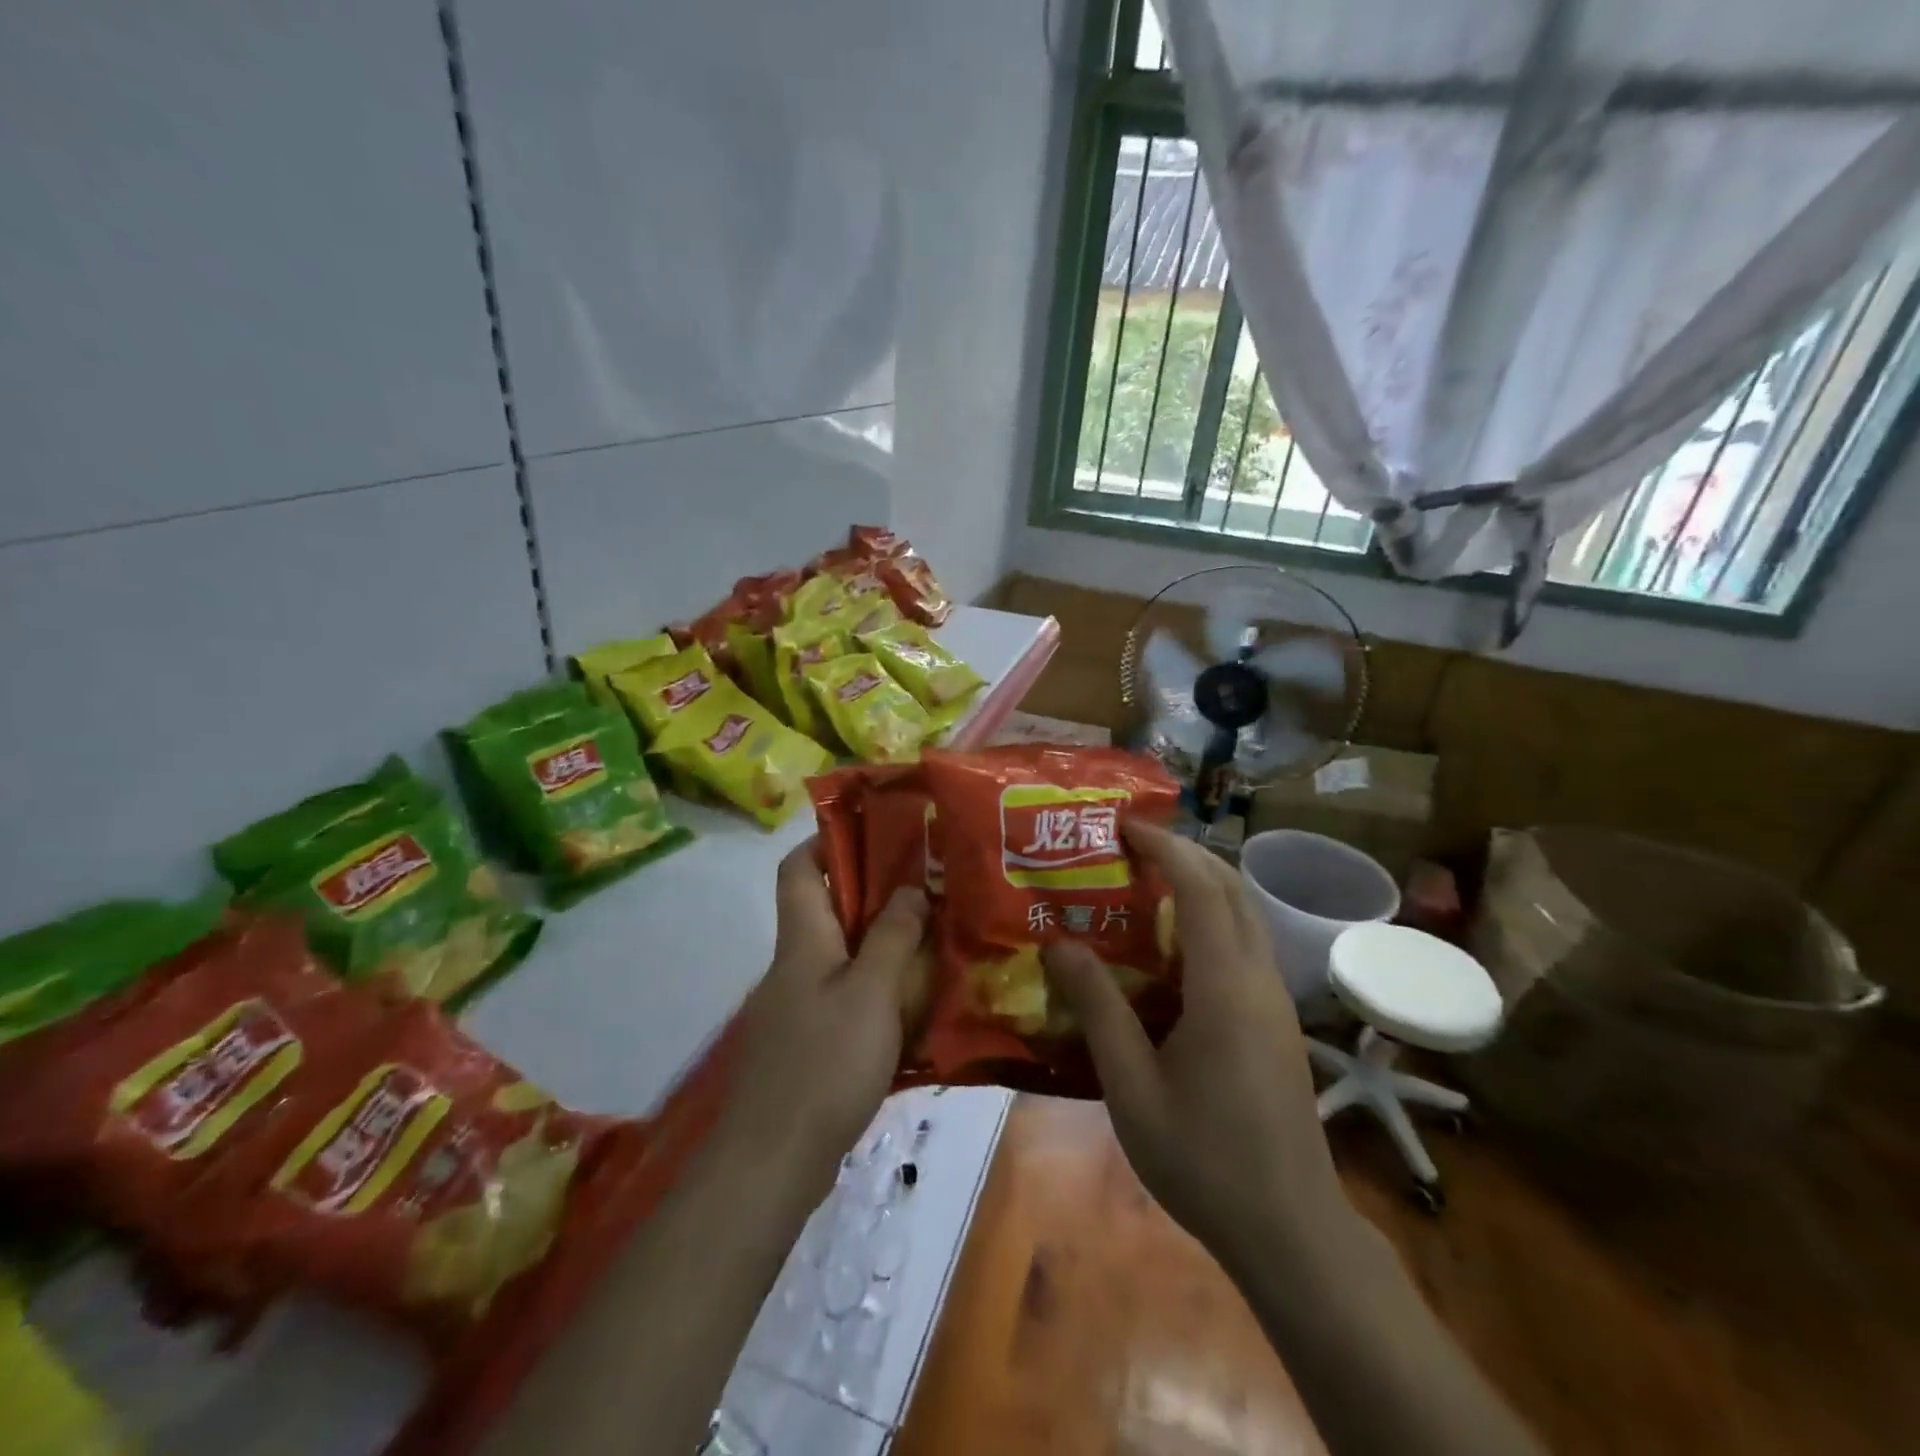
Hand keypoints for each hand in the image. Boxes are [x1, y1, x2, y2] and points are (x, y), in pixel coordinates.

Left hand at [723, 839, 930, 1194]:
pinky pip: (846, 997)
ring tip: (934, 939)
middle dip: (875, 893)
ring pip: (842, 955)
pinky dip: (878, 989)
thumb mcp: (871, 992)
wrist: (772, 1161)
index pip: (798, 867)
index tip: (876, 832)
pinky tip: (915, 1004)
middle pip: (828, 908)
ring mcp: (798, 1006)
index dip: (827, 840)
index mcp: (802, 938)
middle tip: (928, 887)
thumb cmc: (824, 1063)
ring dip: (883, 943)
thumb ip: (893, 936)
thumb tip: (911, 886)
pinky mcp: (808, 1043)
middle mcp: (795, 964)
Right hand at [1042, 820, 1354, 1269]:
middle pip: (1232, 888)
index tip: (1124, 826)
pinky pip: (1246, 944)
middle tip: (1130, 846)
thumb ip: (1097, 1009)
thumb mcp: (1131, 1087)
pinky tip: (1172, 948)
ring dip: (1201, 883)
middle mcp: (1259, 978)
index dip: (1165, 847)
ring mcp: (1276, 999)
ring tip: (1145, 883)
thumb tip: (1059, 945)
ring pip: (1245, 913)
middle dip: (1185, 852)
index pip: (1201, 888)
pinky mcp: (1277, 1020)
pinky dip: (1211, 919)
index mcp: (1225, 986)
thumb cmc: (1203, 1159)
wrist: (1291, 1229)